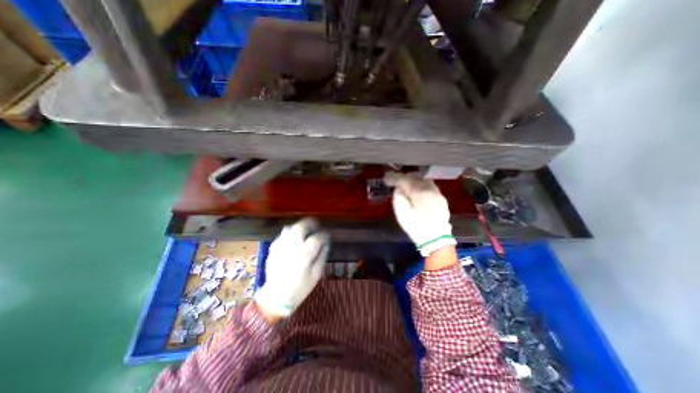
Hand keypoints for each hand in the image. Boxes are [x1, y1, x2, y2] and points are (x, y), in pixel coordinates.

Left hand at [254, 219, 330, 316]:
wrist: (276, 297)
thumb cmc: (300, 288)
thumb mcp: (316, 274)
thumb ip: (322, 256)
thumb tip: (325, 243)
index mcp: (304, 255)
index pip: (317, 238)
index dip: (324, 235)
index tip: (327, 236)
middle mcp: (292, 247)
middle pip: (301, 227)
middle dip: (310, 223)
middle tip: (316, 225)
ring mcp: (280, 246)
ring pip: (290, 228)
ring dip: (299, 227)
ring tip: (305, 231)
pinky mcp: (272, 248)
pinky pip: (282, 235)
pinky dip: (289, 234)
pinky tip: (293, 240)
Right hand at [385, 172, 457, 257]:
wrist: (437, 240)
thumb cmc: (417, 227)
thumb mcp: (402, 213)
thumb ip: (398, 197)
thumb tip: (399, 189)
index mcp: (419, 192)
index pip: (404, 180)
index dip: (393, 178)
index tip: (386, 178)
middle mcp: (430, 189)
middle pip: (415, 177)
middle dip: (404, 177)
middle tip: (394, 180)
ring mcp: (437, 193)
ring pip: (424, 180)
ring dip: (413, 180)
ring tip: (405, 184)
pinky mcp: (441, 199)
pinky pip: (429, 186)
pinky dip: (421, 185)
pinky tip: (417, 190)